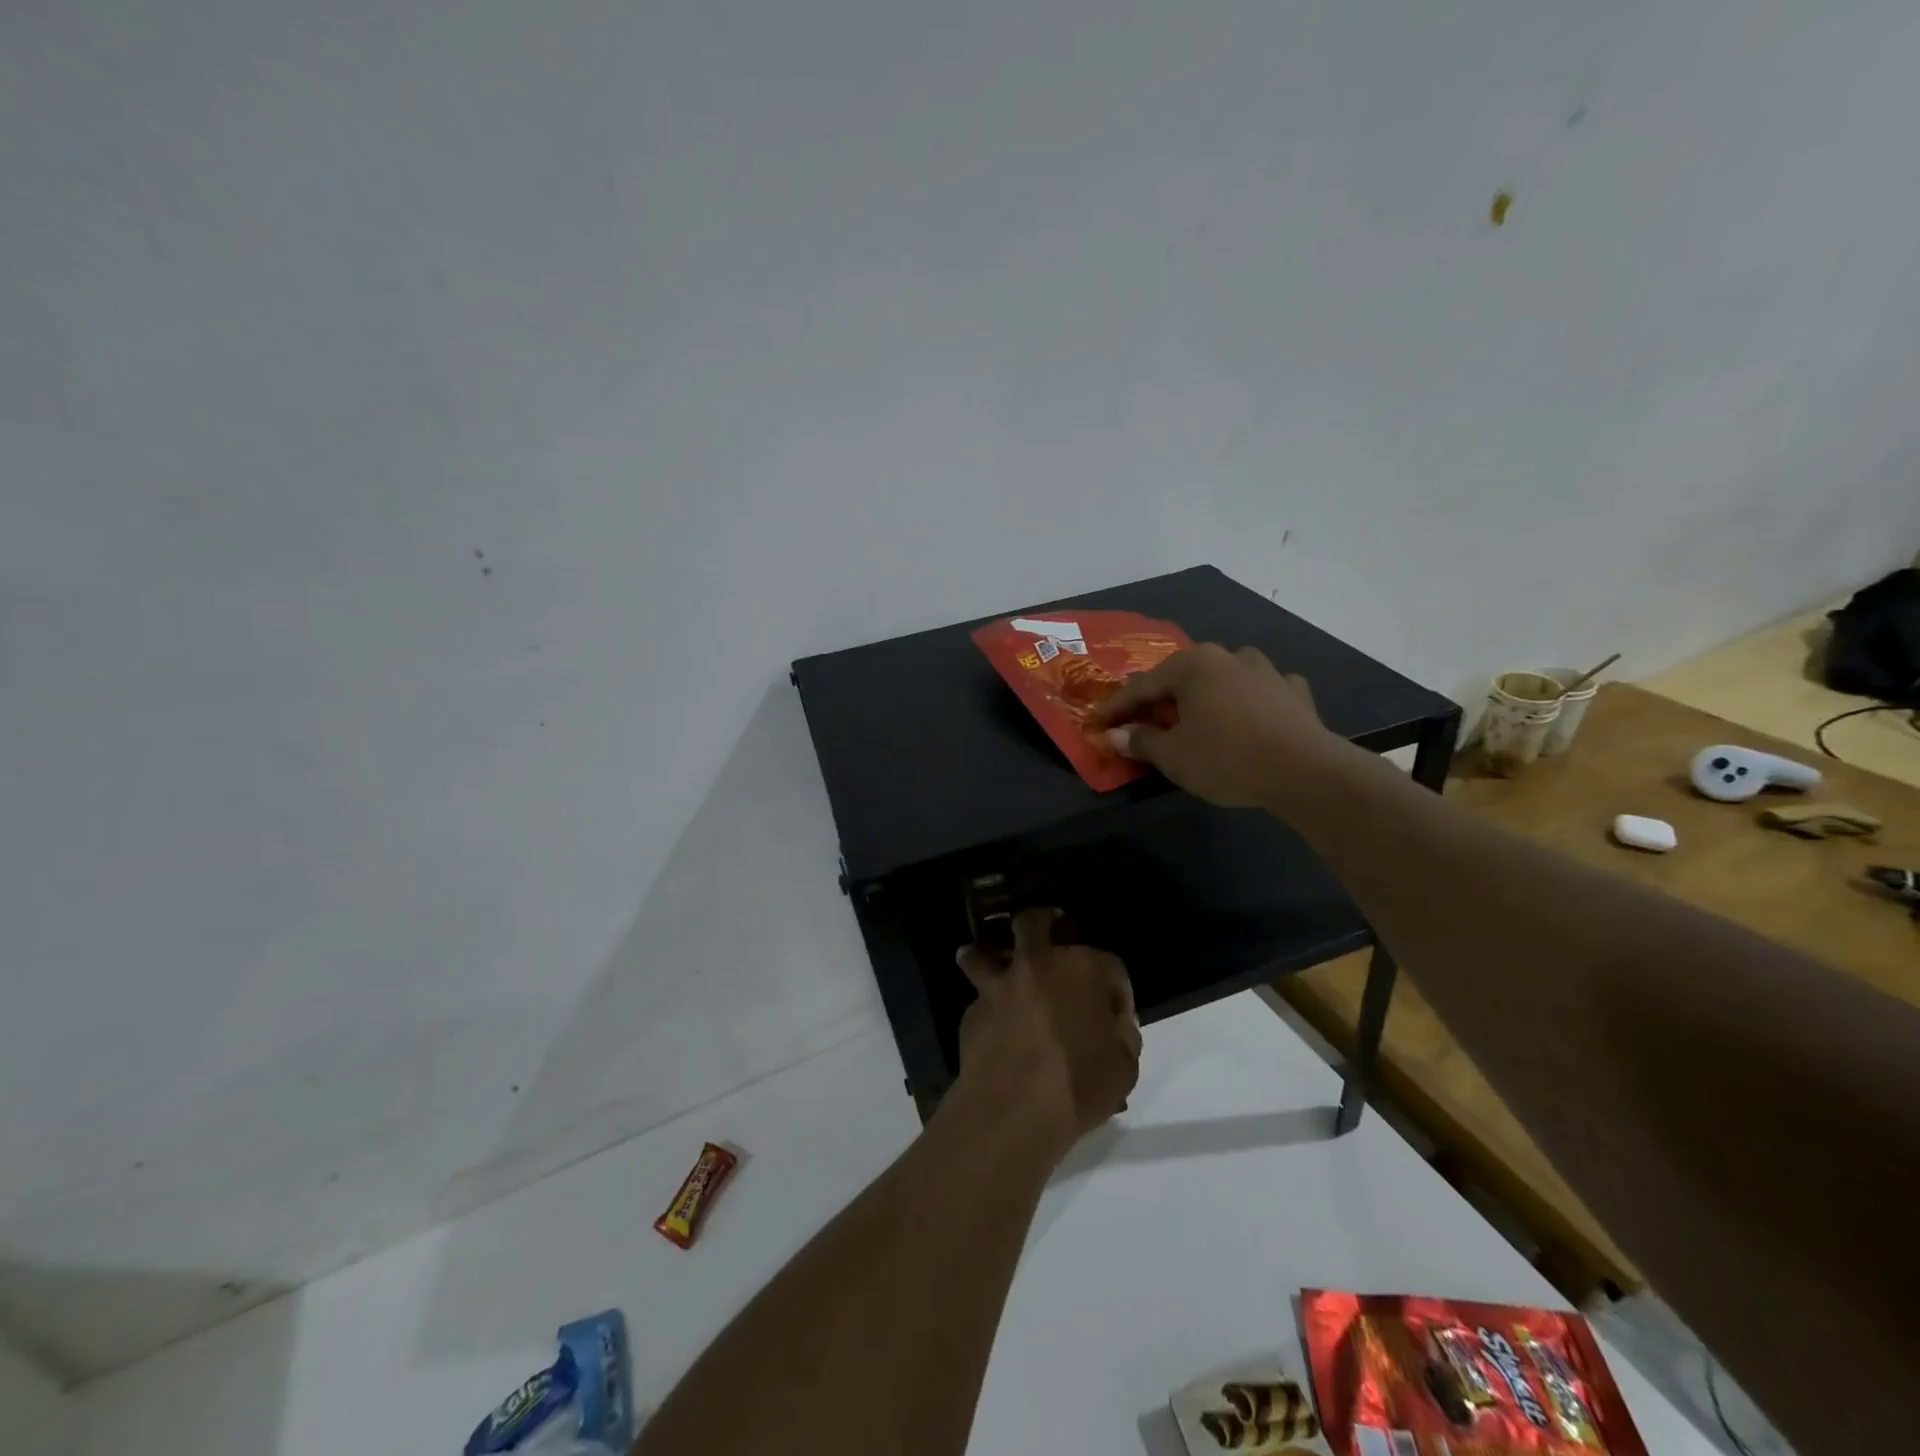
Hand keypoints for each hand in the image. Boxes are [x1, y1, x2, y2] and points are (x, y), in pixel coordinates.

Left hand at [954, 909, 1140, 1156]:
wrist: (1014, 1107)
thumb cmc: (1080, 1084)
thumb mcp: (1124, 1065)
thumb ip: (1121, 1033)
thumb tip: (1111, 1021)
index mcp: (1083, 968)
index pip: (1109, 965)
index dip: (1116, 989)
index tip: (1115, 1013)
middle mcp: (1038, 963)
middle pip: (1035, 923)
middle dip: (1042, 924)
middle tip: (1046, 937)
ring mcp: (1000, 983)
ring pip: (986, 952)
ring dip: (989, 955)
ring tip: (992, 962)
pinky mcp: (973, 1009)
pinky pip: (979, 997)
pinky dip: (986, 1005)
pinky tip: (992, 1023)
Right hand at [1091, 643, 1348, 811]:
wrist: (1305, 771)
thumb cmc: (1226, 758)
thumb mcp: (1173, 756)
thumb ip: (1140, 741)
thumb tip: (1115, 735)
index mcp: (1192, 665)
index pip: (1142, 687)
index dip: (1117, 708)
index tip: (1098, 723)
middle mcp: (1228, 656)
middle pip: (1182, 677)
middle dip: (1161, 699)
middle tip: (1144, 721)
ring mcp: (1266, 670)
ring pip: (1223, 679)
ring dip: (1206, 695)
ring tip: (1198, 716)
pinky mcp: (1294, 691)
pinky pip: (1259, 692)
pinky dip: (1247, 703)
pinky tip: (1248, 717)